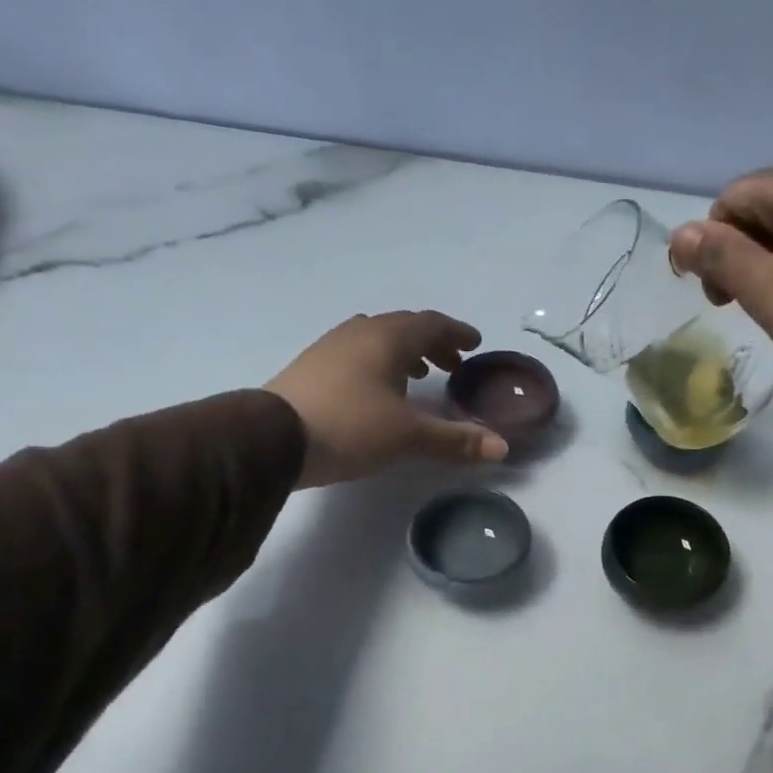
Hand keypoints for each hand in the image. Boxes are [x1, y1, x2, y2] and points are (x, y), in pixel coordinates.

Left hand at [266, 311, 508, 487]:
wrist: (271, 439)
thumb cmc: (350, 427)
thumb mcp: (408, 436)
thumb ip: (455, 440)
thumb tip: (502, 448)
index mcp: (387, 338)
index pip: (431, 324)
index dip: (456, 333)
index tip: (474, 343)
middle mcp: (359, 332)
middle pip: (404, 328)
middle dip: (432, 344)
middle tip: (452, 364)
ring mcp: (330, 347)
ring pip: (376, 339)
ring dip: (403, 353)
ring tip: (418, 376)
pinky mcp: (311, 367)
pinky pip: (356, 354)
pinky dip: (378, 364)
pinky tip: (376, 391)